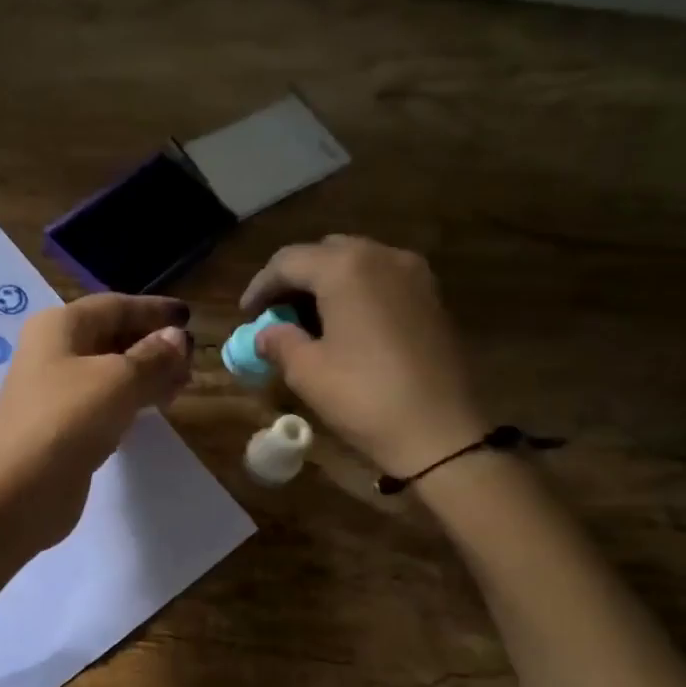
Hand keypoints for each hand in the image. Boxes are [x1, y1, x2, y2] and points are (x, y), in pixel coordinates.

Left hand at [0, 294, 193, 549]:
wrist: (17, 490)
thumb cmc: (68, 420)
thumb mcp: (119, 380)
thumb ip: (153, 357)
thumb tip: (178, 338)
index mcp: (60, 327)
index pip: (115, 306)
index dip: (154, 310)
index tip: (190, 318)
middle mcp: (54, 352)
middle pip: (112, 337)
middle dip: (154, 345)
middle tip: (192, 360)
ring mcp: (56, 392)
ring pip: (110, 372)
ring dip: (146, 374)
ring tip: (183, 385)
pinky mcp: (63, 428)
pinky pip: (104, 403)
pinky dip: (131, 401)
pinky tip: (154, 410)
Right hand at [241, 236, 487, 477]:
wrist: (440, 432)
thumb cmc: (364, 396)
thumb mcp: (307, 371)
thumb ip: (279, 342)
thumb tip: (265, 334)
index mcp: (346, 268)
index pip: (289, 261)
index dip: (260, 286)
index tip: (245, 314)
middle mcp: (382, 256)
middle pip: (325, 253)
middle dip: (295, 279)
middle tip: (275, 313)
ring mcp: (414, 275)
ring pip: (357, 263)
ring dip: (326, 284)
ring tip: (307, 320)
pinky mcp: (431, 298)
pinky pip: (382, 280)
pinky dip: (356, 293)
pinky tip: (344, 325)